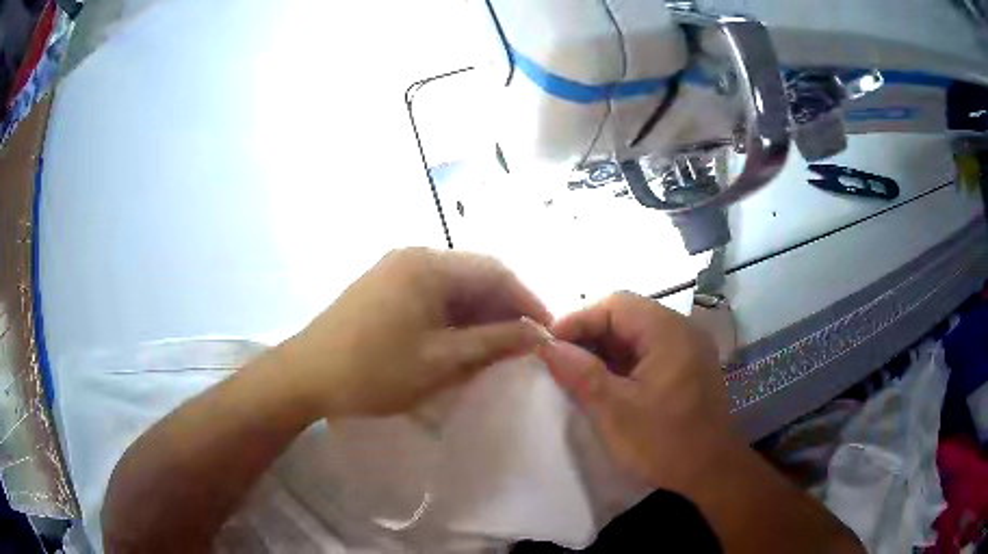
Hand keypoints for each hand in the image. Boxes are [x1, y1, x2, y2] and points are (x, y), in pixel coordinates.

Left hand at [278, 248, 552, 417]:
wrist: (305, 377)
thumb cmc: (374, 370)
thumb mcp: (441, 360)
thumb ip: (495, 342)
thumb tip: (539, 335)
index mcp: (428, 264)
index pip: (496, 271)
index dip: (527, 300)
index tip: (548, 332)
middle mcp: (413, 256)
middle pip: (475, 275)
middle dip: (505, 308)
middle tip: (525, 344)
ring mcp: (395, 270)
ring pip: (454, 286)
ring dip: (479, 313)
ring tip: (498, 346)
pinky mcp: (383, 287)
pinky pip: (431, 295)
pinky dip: (453, 316)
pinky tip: (462, 340)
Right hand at [537, 292, 738, 491]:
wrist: (712, 470)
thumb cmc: (665, 442)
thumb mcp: (616, 410)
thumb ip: (581, 373)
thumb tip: (546, 345)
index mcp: (668, 332)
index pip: (615, 305)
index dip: (578, 320)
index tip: (548, 344)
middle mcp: (681, 330)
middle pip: (626, 315)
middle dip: (589, 334)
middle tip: (559, 358)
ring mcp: (686, 347)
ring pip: (636, 333)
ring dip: (604, 348)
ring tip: (575, 370)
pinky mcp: (686, 365)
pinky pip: (648, 350)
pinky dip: (622, 361)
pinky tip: (604, 381)